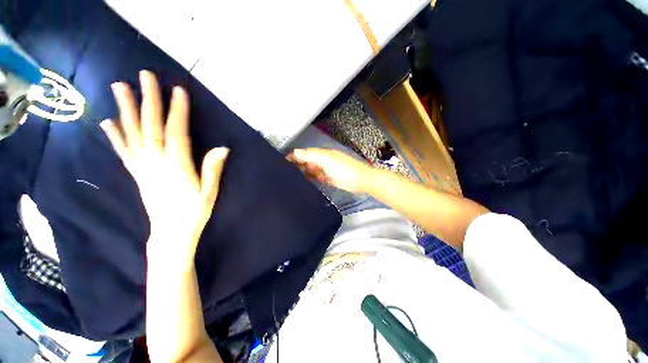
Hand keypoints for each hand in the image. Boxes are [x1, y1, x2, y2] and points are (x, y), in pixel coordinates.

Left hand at [100, 70, 228, 268]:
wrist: (171, 234)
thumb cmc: (194, 213)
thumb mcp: (209, 193)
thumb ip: (213, 170)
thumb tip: (222, 148)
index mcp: (177, 168)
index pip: (176, 134)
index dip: (177, 112)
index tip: (178, 91)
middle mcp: (155, 163)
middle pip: (150, 127)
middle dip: (149, 100)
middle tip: (145, 75)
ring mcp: (142, 168)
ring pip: (132, 134)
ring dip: (125, 109)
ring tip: (119, 86)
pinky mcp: (137, 174)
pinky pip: (124, 152)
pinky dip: (115, 136)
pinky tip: (107, 122)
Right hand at [287, 148, 373, 192]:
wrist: (362, 181)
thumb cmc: (345, 169)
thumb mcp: (327, 160)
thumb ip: (311, 156)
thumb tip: (295, 153)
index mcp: (322, 153)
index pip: (304, 153)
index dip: (294, 156)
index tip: (281, 162)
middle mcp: (322, 160)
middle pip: (306, 161)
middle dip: (296, 164)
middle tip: (283, 171)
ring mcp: (325, 170)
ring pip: (310, 169)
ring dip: (302, 171)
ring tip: (290, 177)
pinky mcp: (328, 179)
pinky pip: (316, 177)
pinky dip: (310, 178)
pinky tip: (303, 182)